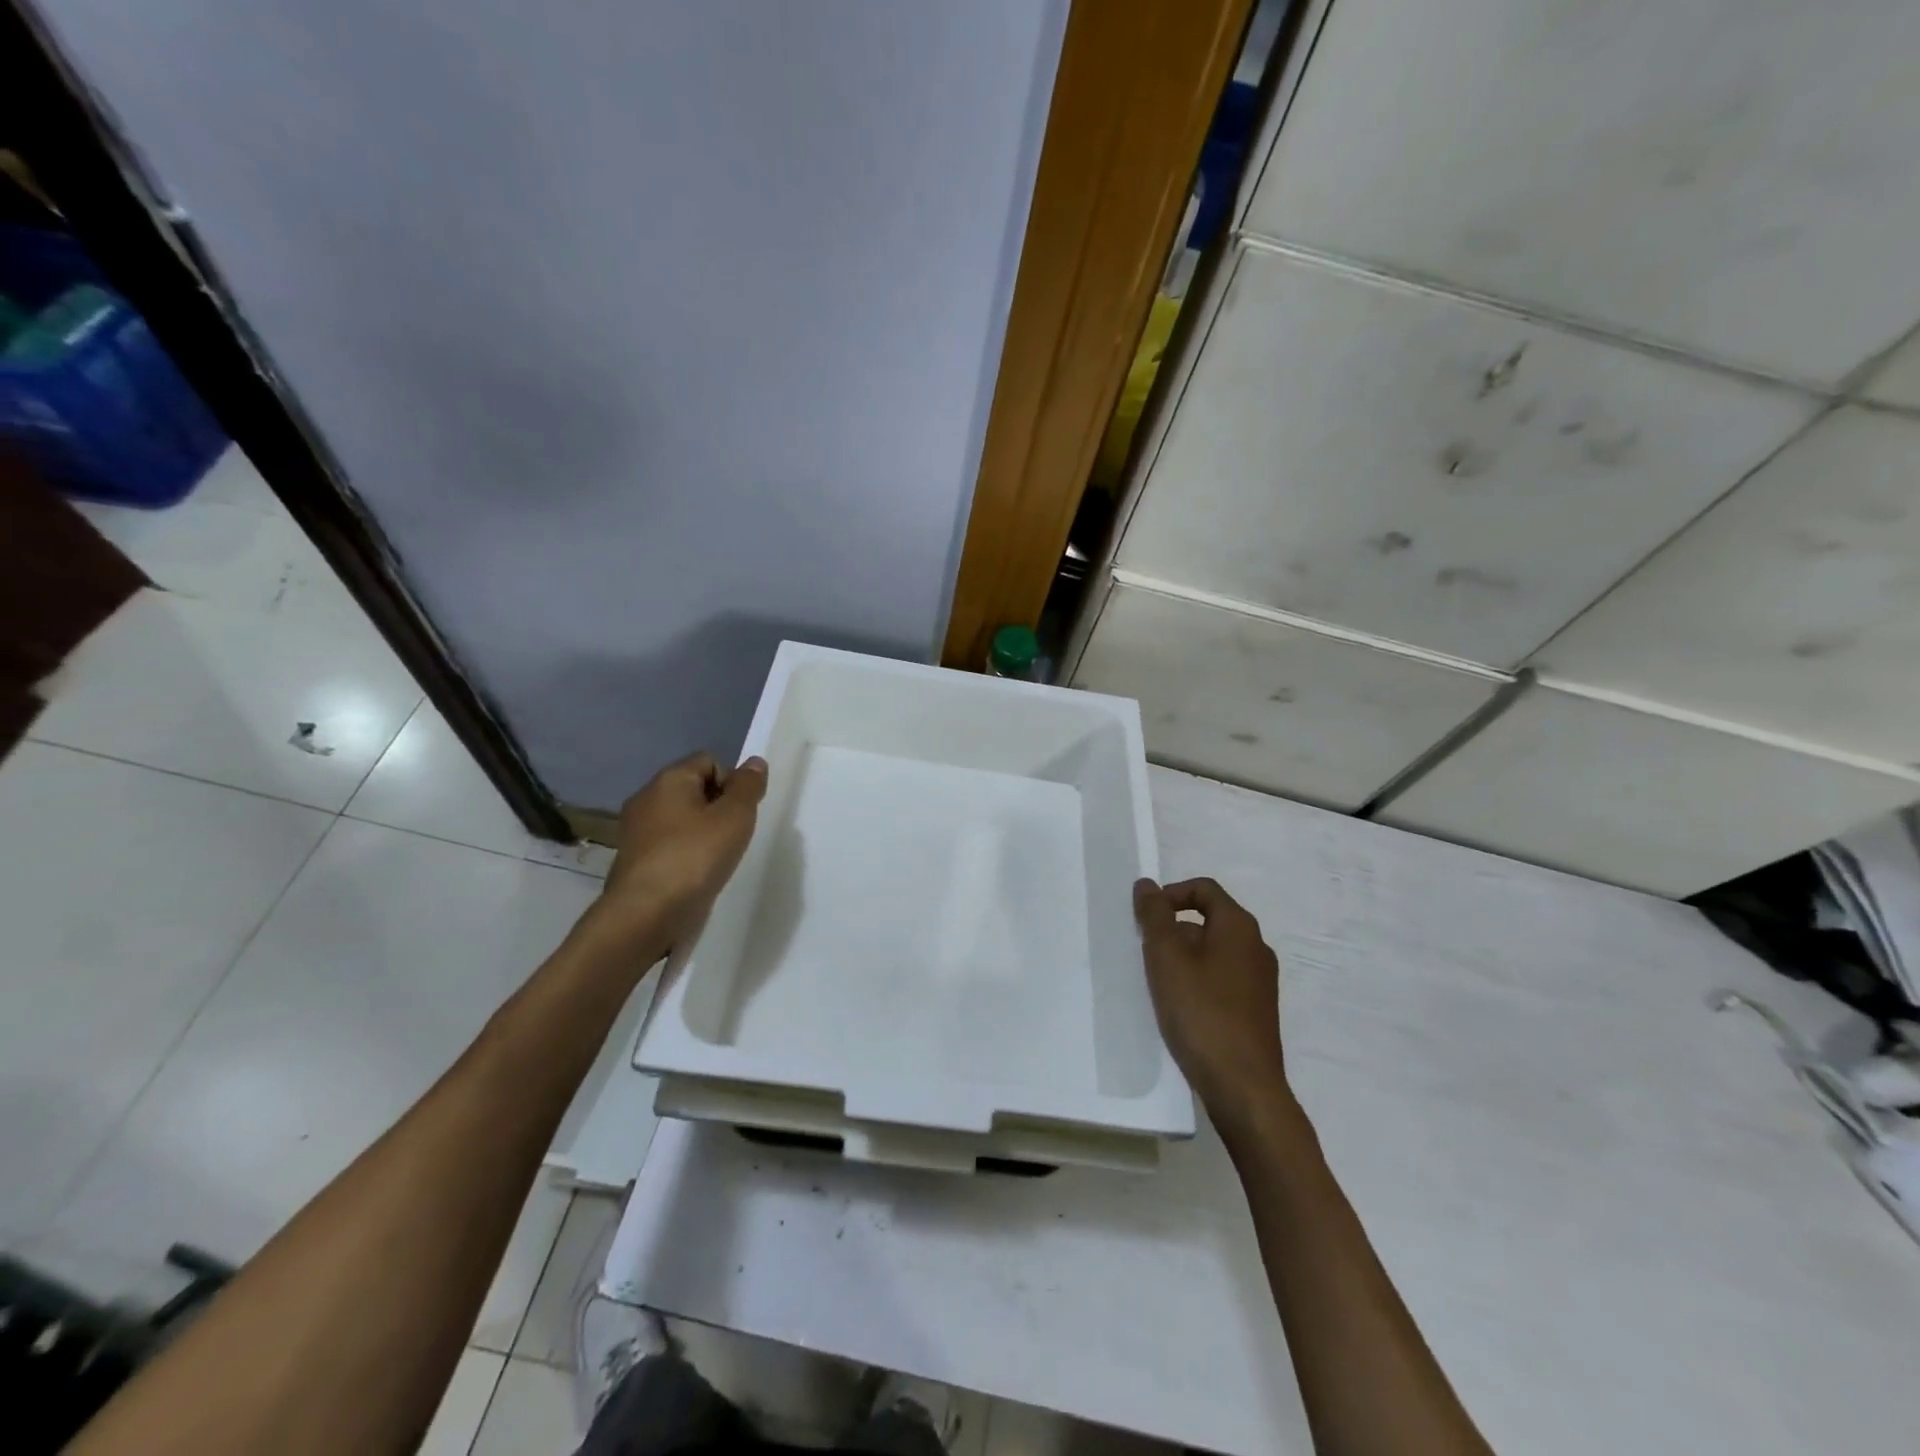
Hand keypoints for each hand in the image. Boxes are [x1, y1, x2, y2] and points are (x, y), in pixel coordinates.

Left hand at [591, 751, 767, 954]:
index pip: (709, 761)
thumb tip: (754, 762)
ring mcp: (635, 830)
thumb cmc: (694, 857)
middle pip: (694, 789)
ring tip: (717, 858)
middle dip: (718, 808)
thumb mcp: (735, 817)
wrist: (644, 915)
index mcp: (668, 779)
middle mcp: (646, 798)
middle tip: (734, 836)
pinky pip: (669, 844)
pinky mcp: (634, 860)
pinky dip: (686, 853)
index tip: (742, 813)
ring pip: (681, 819)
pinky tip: (696, 875)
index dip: (732, 782)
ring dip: (703, 833)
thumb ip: (748, 787)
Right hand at [1134, 877, 1288, 1135]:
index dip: (1170, 894)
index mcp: (1239, 927)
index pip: (1203, 889)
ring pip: (1214, 952)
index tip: (1144, 918)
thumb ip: (1154, 916)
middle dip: (1172, 930)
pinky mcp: (1257, 1011)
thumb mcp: (1166, 957)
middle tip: (1145, 953)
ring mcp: (1261, 981)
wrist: (1243, 1087)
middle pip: (1208, 919)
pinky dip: (1197, 981)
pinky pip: (1222, 979)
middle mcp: (1256, 948)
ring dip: (1183, 958)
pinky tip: (1180, 1008)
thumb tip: (1147, 884)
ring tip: (1158, 983)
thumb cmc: (1202, 1012)